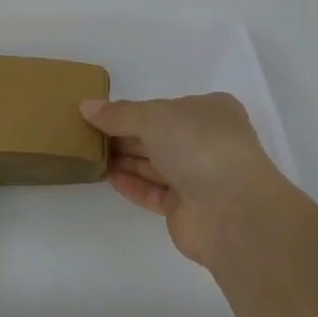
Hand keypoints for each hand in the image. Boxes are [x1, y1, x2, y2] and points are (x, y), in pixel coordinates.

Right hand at [80, 92, 289, 267]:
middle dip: (124, 135)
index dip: (133, 110)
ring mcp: (200, 177)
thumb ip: (117, 113)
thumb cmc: (197, 145)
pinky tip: (107, 176)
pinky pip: (153, 191)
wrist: (231, 210)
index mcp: (209, 111)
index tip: (101, 113)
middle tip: (87, 133)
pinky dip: (131, 183)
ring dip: (124, 159)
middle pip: (158, 135)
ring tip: (90, 153)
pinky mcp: (187, 209)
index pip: (165, 107)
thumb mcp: (152, 116)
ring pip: (155, 164)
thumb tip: (85, 106)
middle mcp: (207, 141)